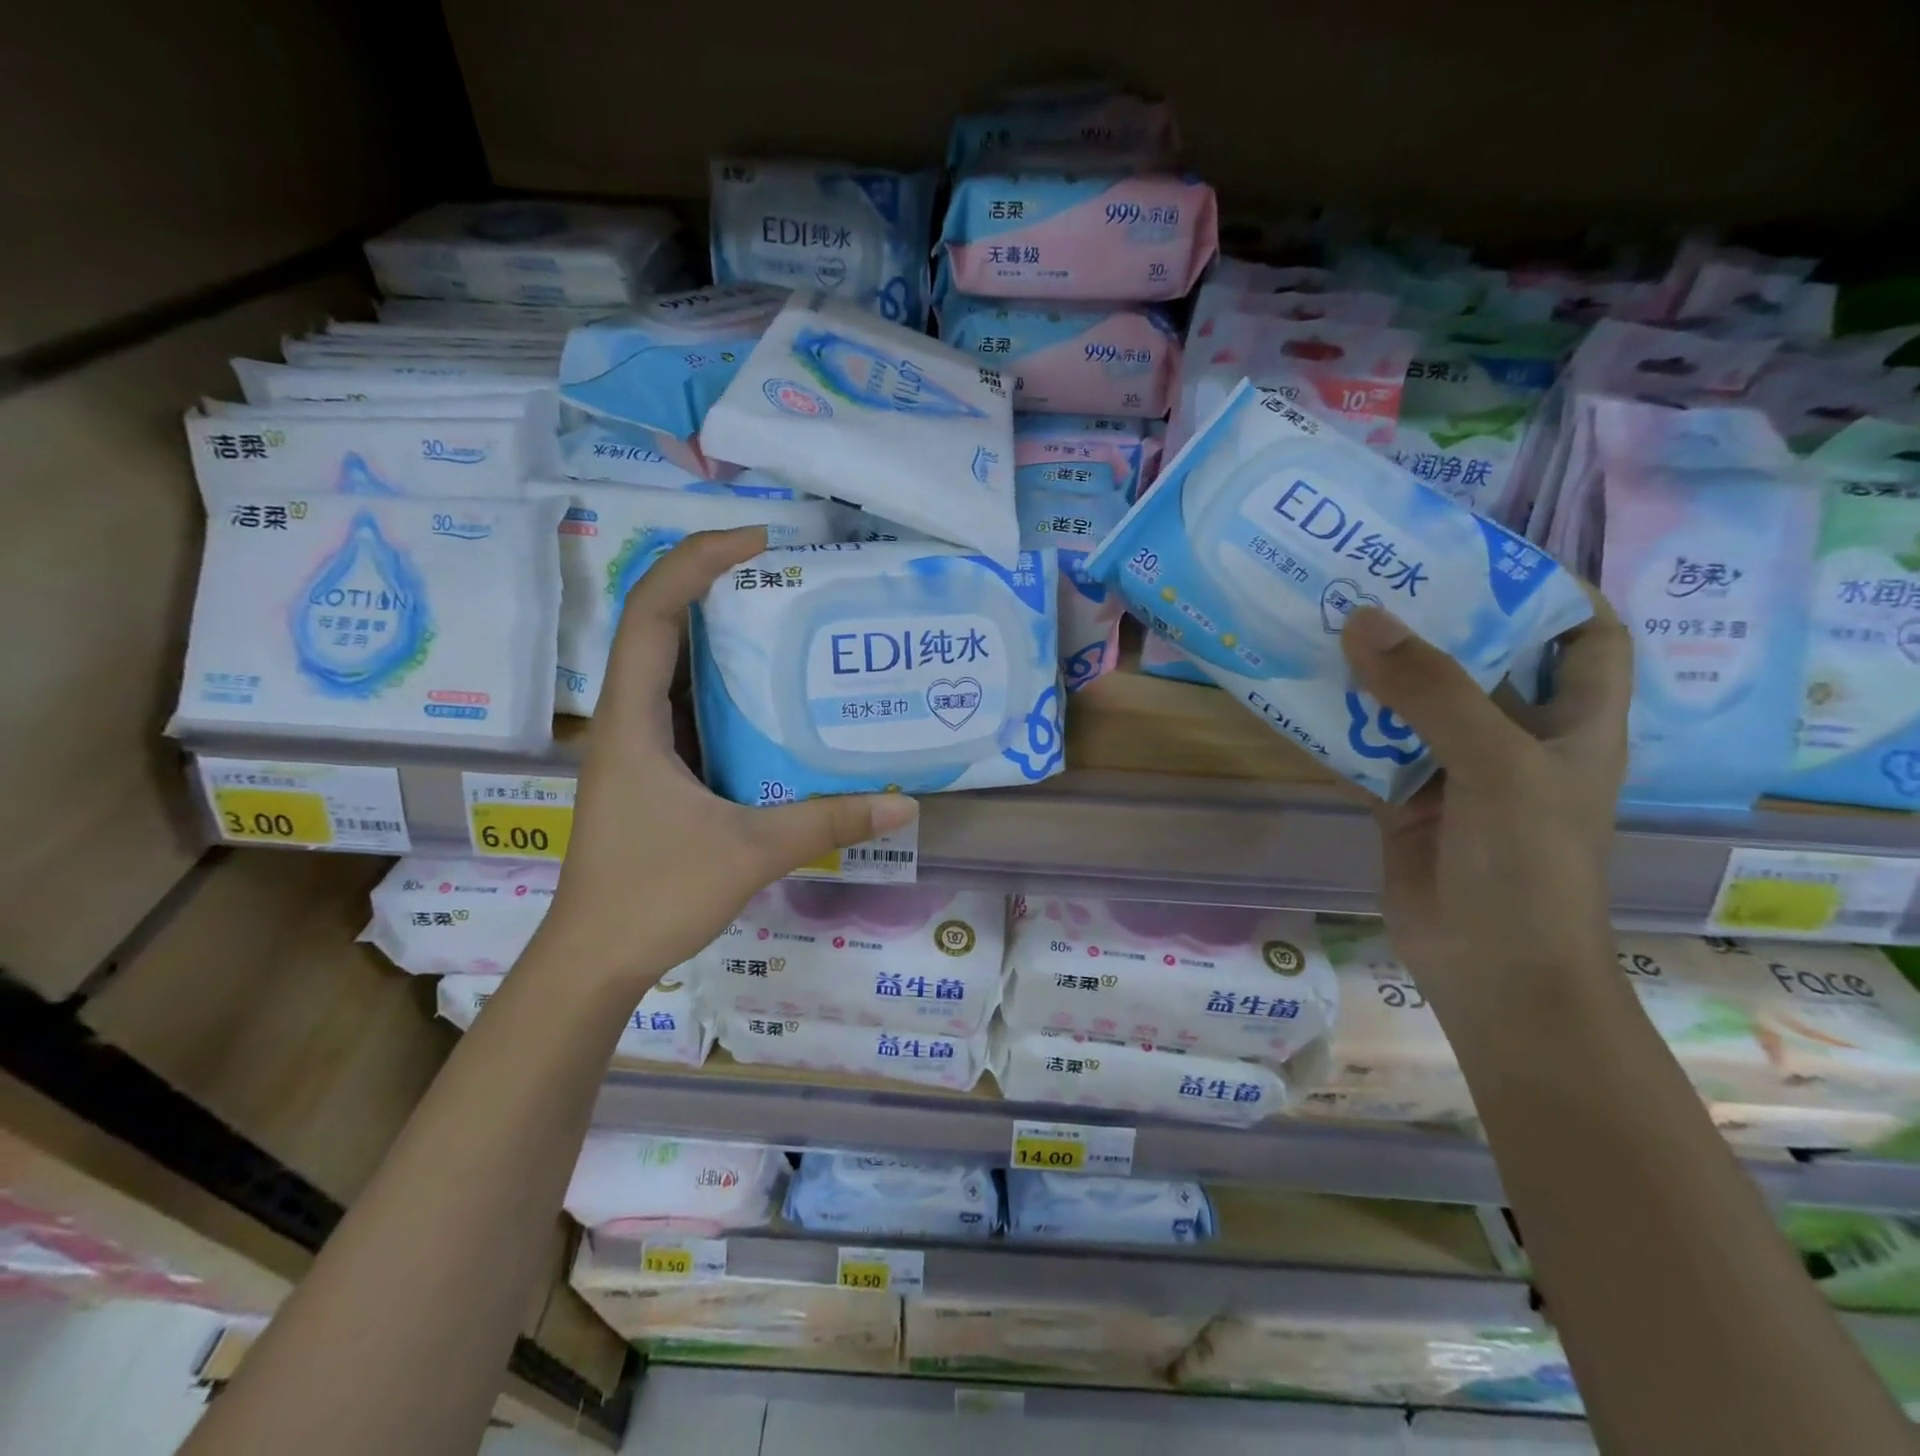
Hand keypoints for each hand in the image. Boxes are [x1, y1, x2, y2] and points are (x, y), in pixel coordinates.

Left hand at [542, 527, 917, 989]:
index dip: (697, 561)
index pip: (651, 612)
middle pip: (659, 624)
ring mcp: (635, 745)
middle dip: (715, 585)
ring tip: (786, 618)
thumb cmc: (654, 896)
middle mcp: (625, 719)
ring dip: (720, 634)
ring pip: (672, 666)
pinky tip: (770, 696)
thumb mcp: (750, 852)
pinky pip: (685, 706)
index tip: (758, 540)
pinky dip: (723, 685)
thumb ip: (827, 822)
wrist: (595, 959)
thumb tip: (905, 802)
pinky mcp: (652, 771)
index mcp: (631, 720)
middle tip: (787, 573)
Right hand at [1338, 586, 1632, 991]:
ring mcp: (1454, 770)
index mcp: (1573, 721)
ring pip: (1413, 703)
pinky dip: (1339, 722)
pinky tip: (1300, 692)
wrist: (1491, 969)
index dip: (1547, 589)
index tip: (1480, 555)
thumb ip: (1431, 690)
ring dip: (1375, 670)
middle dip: (1434, 621)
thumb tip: (1362, 618)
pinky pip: (1367, 747)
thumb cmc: (1527, 864)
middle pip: (1480, 661)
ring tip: (1326, 620)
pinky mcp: (1403, 800)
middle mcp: (1515, 737)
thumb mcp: (1496, 765)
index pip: (1583, 635)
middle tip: (1374, 576)